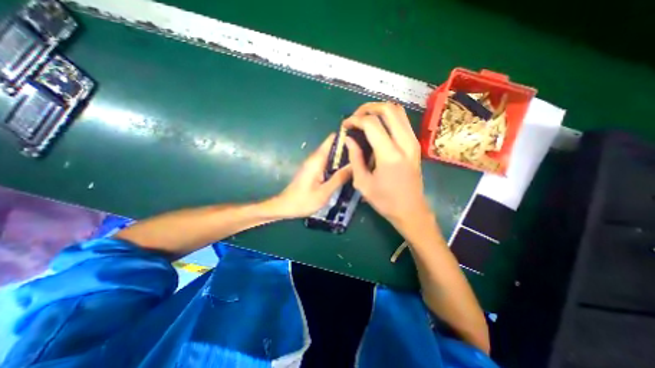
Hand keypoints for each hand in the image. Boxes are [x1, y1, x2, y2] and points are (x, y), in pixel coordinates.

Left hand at [272, 133, 352, 217]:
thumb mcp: (324, 192)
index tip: (360, 140)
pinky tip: (347, 171)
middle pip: (333, 146)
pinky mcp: (313, 170)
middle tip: (365, 154)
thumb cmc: (303, 200)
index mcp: (317, 159)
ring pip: (331, 155)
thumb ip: (339, 178)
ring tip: (359, 162)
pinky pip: (328, 163)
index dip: (346, 137)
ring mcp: (314, 164)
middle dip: (348, 148)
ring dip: (344, 157)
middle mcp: (315, 158)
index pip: (332, 139)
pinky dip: (338, 165)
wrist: (285, 207)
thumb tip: (355, 165)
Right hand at [340, 102, 433, 231]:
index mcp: (389, 155)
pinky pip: (402, 121)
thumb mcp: (363, 183)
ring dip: (379, 110)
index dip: (355, 120)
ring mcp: (413, 142)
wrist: (411, 210)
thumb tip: (349, 139)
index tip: (345, 126)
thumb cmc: (385, 201)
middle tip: (355, 118)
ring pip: (398, 111)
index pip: (372, 124)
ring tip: (365, 120)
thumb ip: (355, 158)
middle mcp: (405, 143)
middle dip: (368, 108)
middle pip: (388, 109)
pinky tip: (377, 128)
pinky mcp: (415, 144)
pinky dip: (388, 118)